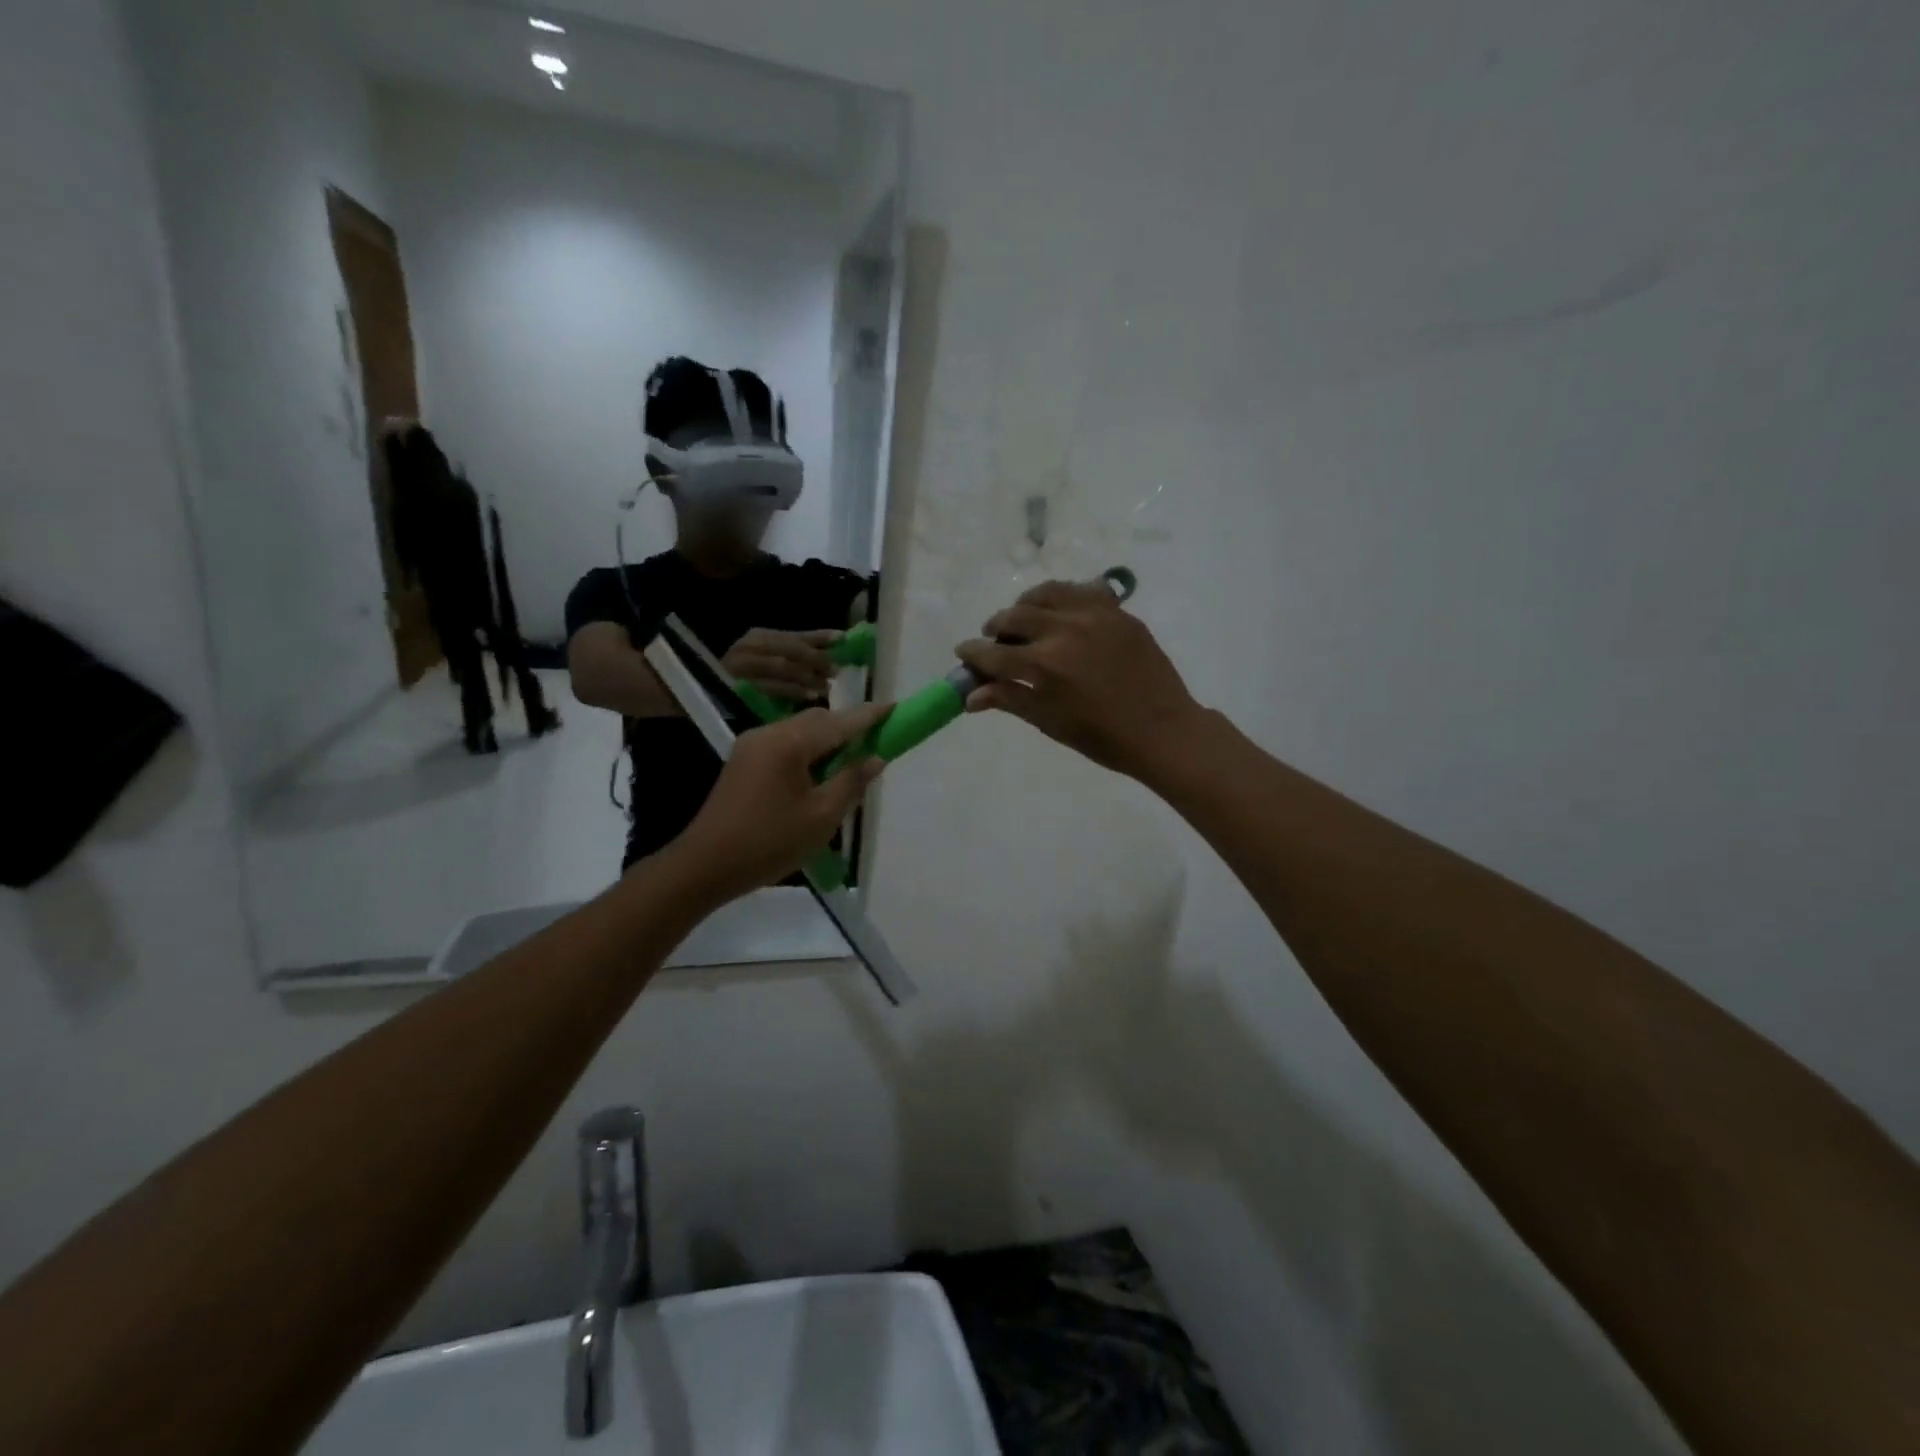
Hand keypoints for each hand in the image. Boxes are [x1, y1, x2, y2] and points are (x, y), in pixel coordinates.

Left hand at [672, 704, 886, 897]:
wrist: (705, 866)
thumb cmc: (769, 843)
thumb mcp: (821, 817)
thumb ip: (851, 781)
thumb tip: (875, 758)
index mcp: (789, 743)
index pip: (840, 722)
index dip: (870, 716)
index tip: (896, 708)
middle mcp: (768, 733)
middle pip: (818, 720)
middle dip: (848, 728)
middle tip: (876, 744)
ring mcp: (752, 745)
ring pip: (800, 731)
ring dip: (828, 741)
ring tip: (850, 764)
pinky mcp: (743, 761)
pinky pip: (785, 744)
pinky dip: (808, 751)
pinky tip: (820, 774)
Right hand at [722, 628, 841, 701]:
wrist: (706, 693)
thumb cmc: (746, 678)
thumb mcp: (771, 660)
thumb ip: (798, 654)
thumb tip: (833, 651)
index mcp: (760, 636)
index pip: (795, 635)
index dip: (820, 637)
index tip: (842, 639)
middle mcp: (750, 646)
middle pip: (790, 649)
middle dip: (816, 659)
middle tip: (836, 670)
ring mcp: (742, 665)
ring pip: (781, 666)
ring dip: (807, 677)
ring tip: (826, 686)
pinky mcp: (738, 686)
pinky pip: (770, 687)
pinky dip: (792, 691)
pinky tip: (809, 697)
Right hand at [956, 581, 1206, 780]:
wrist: (1163, 730)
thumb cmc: (1103, 738)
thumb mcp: (1050, 722)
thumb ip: (1010, 700)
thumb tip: (971, 696)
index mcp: (1044, 665)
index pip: (993, 653)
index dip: (973, 652)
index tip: (963, 651)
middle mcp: (1064, 631)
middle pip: (1015, 616)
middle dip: (996, 626)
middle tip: (994, 638)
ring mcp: (1094, 616)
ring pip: (1047, 593)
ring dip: (1027, 604)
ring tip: (1025, 617)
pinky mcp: (1118, 613)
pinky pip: (1083, 591)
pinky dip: (1064, 597)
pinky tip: (1062, 611)